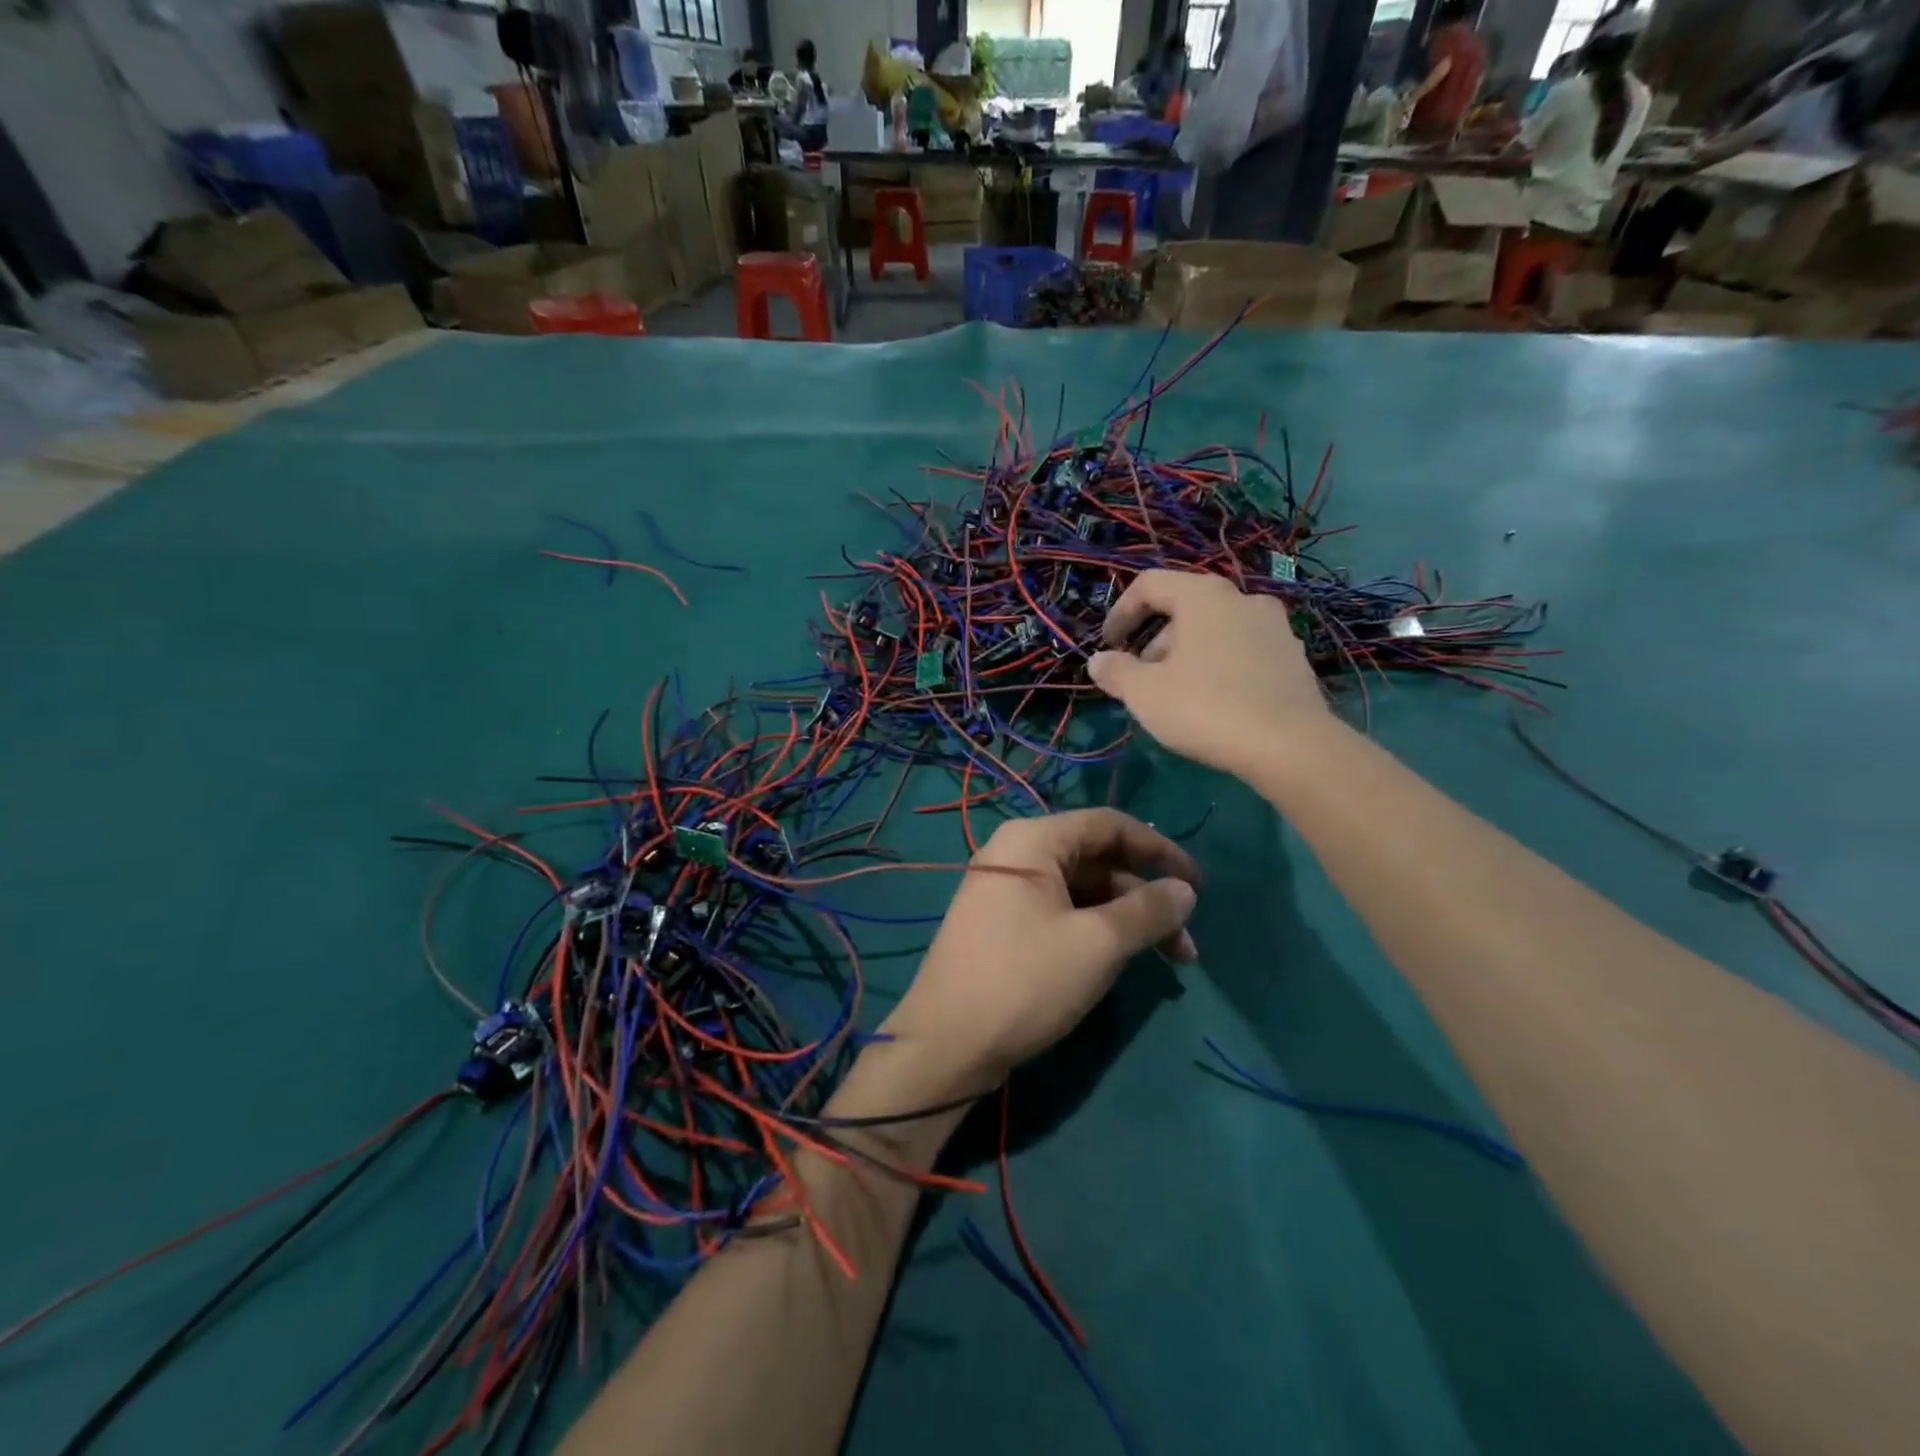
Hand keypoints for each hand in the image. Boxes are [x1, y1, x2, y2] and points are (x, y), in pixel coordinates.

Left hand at [876, 810, 1199, 1095]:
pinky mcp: (1005, 925)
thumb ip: (1148, 910)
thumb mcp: (1097, 944)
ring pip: (1083, 891)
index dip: (1159, 849)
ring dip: (1126, 919)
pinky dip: (1097, 931)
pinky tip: (1123, 961)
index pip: (1108, 825)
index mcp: (1033, 840)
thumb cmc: (1024, 981)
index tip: (1199, 885)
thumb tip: (1186, 890)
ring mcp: (1007, 890)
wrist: (946, 1044)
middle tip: (1185, 943)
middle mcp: (1017, 854)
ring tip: (1168, 961)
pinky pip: (1062, 912)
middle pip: (1097, 859)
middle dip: (1146, 896)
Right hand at [1087, 570, 1328, 777]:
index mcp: (1203, 596)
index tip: (1108, 645)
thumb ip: (1116, 672)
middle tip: (1141, 677)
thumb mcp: (1144, 693)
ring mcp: (1274, 627)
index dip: (1121, 612)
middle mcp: (1242, 599)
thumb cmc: (1205, 707)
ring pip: (1216, 630)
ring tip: (1175, 694)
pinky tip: (1214, 702)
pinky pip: (1243, 650)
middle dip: (1155, 640)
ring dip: (1187, 653)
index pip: (1150, 585)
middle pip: (1185, 607)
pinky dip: (1219, 665)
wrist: (1289, 745)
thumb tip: (1099, 661)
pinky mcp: (1293, 657)